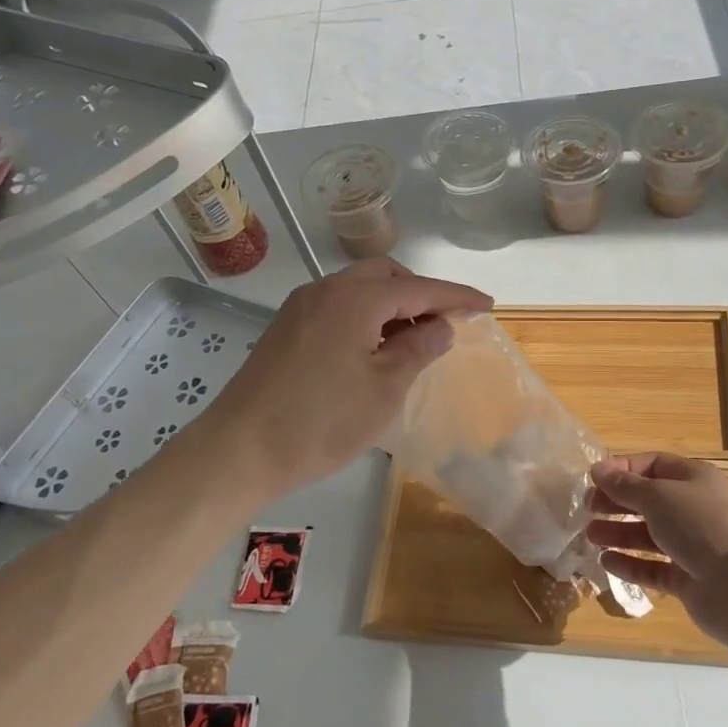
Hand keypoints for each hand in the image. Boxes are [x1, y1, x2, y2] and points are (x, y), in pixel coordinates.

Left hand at [194, 258, 491, 502]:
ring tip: (414, 340)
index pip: (419, 288)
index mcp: (355, 298)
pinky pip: (338, 307)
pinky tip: (374, 348)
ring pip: (358, 290)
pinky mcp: (287, 329)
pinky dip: (366, 316)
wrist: (239, 450)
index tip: (488, 305)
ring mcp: (301, 308)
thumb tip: (440, 326)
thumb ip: (418, 349)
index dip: (457, 296)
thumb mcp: (384, 389)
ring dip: (392, 305)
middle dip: (421, 294)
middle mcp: (326, 290)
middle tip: (446, 323)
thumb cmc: (321, 421)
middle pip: (385, 276)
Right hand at [587, 453, 727, 643]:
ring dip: (619, 533)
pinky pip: (653, 567)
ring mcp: (692, 545)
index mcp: (694, 479)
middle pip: (649, 500)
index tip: (594, 479)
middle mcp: (694, 509)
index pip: (654, 465)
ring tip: (590, 535)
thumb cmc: (699, 526)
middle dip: (617, 503)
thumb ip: (624, 485)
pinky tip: (606, 561)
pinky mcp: (687, 578)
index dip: (623, 470)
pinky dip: (630, 564)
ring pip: (649, 535)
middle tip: (587, 509)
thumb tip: (597, 469)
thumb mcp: (658, 497)